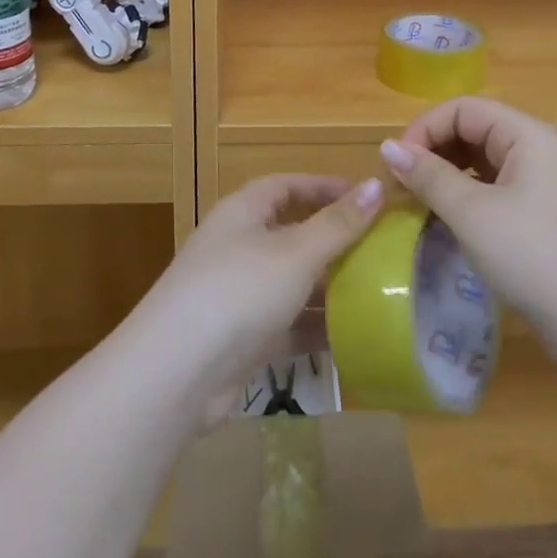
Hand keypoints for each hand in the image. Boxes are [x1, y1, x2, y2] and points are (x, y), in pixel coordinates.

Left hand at [138, 173, 384, 406]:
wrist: (176, 374)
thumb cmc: (238, 291)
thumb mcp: (295, 253)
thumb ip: (338, 224)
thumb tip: (378, 184)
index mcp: (243, 212)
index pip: (287, 185)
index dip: (324, 187)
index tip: (367, 197)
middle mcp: (238, 245)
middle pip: (291, 232)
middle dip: (333, 239)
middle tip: (380, 246)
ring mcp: (238, 293)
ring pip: (291, 281)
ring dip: (328, 285)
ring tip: (377, 289)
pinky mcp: (242, 337)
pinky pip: (287, 323)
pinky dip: (315, 326)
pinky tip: (353, 336)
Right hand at [380, 98, 556, 344]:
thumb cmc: (534, 257)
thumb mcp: (472, 214)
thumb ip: (428, 176)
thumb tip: (386, 147)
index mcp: (527, 134)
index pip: (463, 109)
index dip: (424, 129)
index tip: (395, 166)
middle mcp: (538, 148)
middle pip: (473, 129)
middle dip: (432, 151)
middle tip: (400, 186)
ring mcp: (543, 181)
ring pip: (481, 160)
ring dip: (446, 175)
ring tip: (417, 202)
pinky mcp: (542, 212)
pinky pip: (494, 187)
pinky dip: (465, 196)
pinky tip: (446, 220)